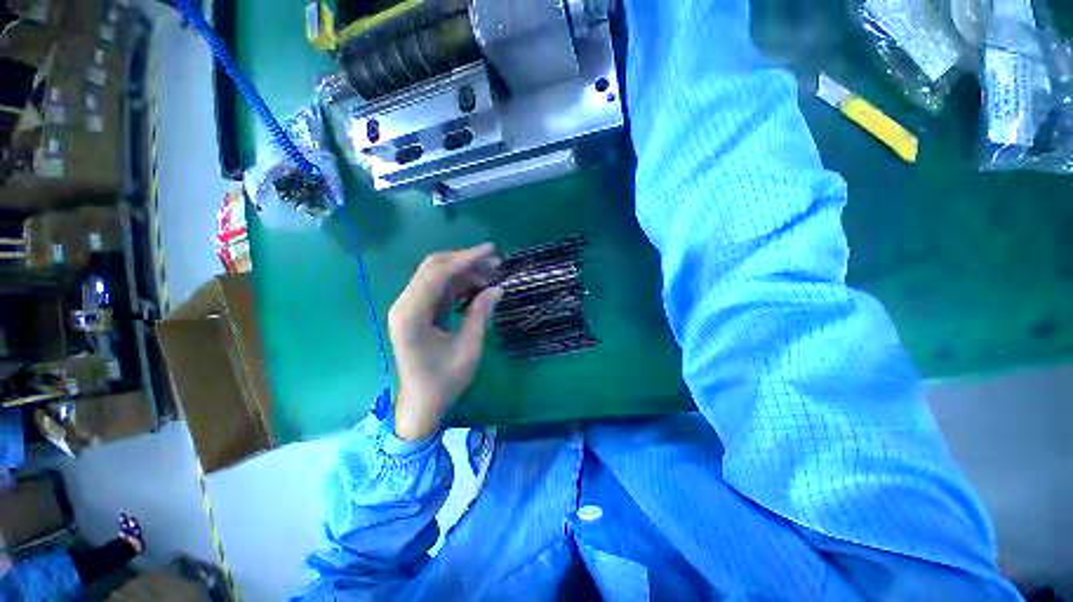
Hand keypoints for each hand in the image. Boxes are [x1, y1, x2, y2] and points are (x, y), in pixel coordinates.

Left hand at [388, 243, 503, 440]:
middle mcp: (405, 305)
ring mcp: (409, 308)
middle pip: (433, 269)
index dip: (465, 259)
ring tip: (491, 274)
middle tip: (494, 261)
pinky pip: (439, 290)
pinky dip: (458, 285)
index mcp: (412, 315)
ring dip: (463, 272)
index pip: (438, 274)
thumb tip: (498, 288)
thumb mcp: (469, 348)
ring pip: (437, 277)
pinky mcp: (417, 313)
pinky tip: (478, 287)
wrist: (421, 404)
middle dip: (465, 261)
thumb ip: (481, 314)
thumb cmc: (444, 381)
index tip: (491, 251)